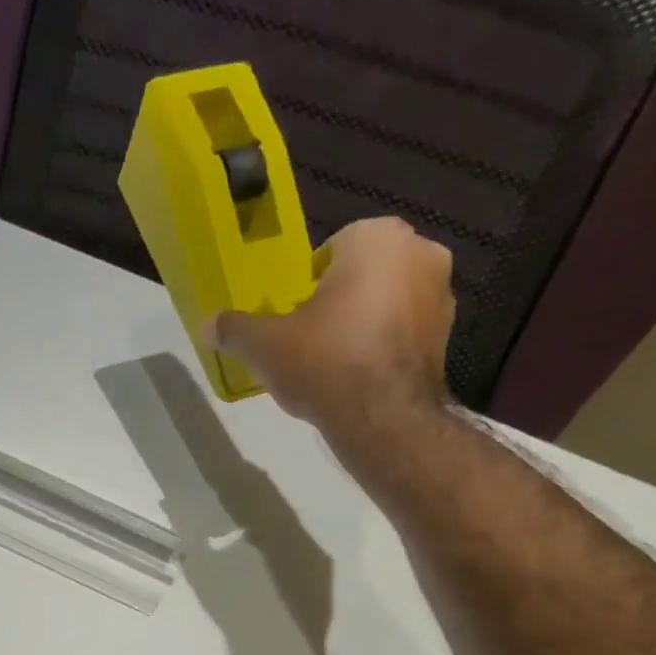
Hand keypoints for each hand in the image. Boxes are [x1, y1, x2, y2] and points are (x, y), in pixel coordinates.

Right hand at [211, 217, 456, 442]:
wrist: (383, 417)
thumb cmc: (324, 362)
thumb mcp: (265, 345)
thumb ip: (235, 329)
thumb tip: (207, 324)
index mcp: (376, 237)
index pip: (330, 251)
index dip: (306, 285)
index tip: (293, 316)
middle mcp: (420, 252)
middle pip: (361, 274)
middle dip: (339, 300)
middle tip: (309, 339)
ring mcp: (442, 294)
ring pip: (386, 301)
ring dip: (363, 322)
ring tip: (333, 362)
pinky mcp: (448, 336)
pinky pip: (404, 331)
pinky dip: (384, 346)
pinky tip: (359, 378)